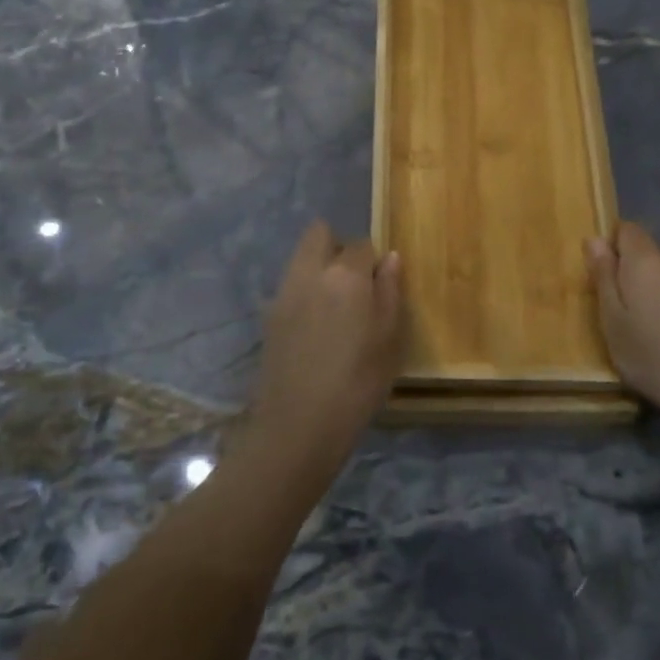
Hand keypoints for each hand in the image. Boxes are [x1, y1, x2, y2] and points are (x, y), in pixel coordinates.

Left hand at [240, 221, 403, 484]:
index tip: (380, 288)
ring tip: (335, 307)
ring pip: (301, 257)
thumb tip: (390, 258)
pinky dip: (304, 291)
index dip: (374, 262)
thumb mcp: (389, 339)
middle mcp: (310, 272)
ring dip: (318, 267)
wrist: (298, 425)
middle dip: (338, 247)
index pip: (362, 244)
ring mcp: (284, 291)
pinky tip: (315, 327)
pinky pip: (290, 284)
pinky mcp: (269, 314)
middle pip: (319, 234)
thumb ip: (390, 292)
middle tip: (354, 283)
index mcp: (345, 274)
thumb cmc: (357, 383)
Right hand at [586, 222, 659, 434]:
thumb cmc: (656, 362)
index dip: (617, 249)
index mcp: (646, 262)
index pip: (627, 230)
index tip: (615, 281)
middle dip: (647, 278)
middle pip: (656, 257)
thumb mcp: (613, 326)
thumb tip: (594, 239)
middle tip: (645, 319)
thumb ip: (603, 278)